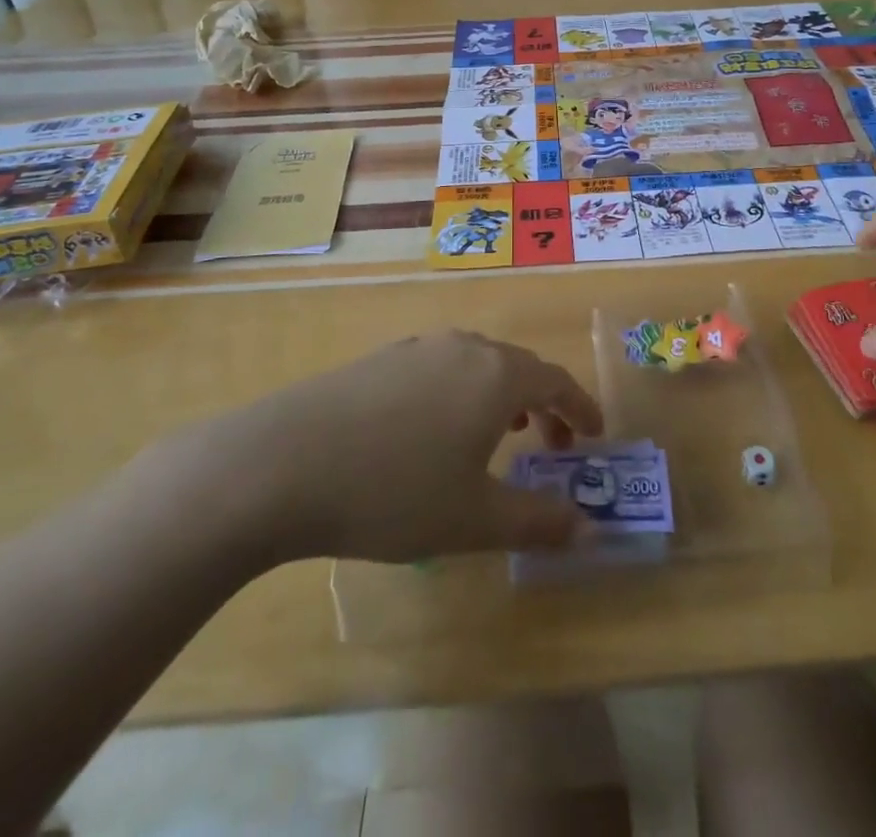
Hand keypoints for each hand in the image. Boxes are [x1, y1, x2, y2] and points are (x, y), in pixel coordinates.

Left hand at [165, 331, 604, 569]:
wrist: (281, 463)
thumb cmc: (393, 491)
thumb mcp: (473, 519)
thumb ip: (538, 521)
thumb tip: (587, 528)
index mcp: (496, 375)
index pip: (556, 380)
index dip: (580, 407)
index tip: (594, 434)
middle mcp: (463, 347)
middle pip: (519, 366)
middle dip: (543, 403)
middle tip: (552, 442)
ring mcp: (417, 347)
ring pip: (477, 363)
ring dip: (501, 394)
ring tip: (500, 431)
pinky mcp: (380, 358)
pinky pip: (440, 366)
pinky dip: (460, 391)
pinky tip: (435, 427)